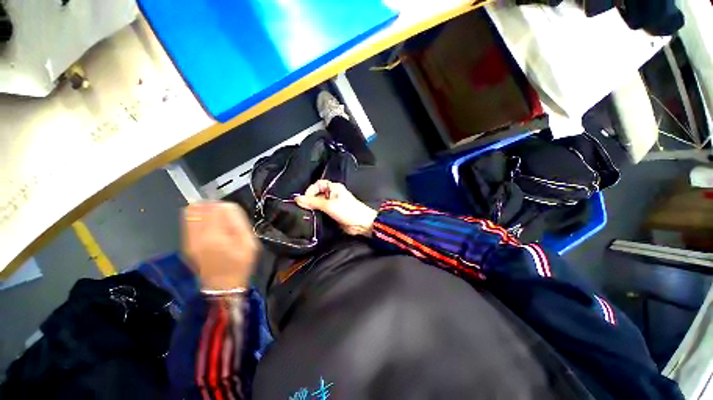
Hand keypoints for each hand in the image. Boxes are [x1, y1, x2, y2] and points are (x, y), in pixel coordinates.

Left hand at [182, 202, 259, 290]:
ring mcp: (189, 240)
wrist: (223, 286)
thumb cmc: (240, 264)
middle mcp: (196, 236)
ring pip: (190, 213)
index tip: (234, 213)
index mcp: (214, 236)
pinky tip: (211, 227)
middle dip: (212, 206)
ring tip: (218, 219)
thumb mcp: (249, 243)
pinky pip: (188, 223)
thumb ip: (239, 223)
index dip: (226, 206)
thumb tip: (228, 206)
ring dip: (204, 211)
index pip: (215, 207)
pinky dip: (199, 219)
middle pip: (197, 207)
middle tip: (225, 214)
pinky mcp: (187, 244)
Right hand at [295, 180, 376, 236]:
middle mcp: (332, 194)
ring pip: (319, 204)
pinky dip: (317, 214)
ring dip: (313, 208)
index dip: (310, 191)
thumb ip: (313, 202)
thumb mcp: (329, 205)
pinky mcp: (333, 213)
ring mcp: (333, 204)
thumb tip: (297, 199)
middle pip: (317, 194)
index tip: (305, 200)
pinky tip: (313, 219)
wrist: (361, 224)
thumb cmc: (349, 211)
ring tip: (308, 214)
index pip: (317, 185)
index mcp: (333, 187)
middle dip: (310, 201)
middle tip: (304, 208)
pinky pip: (322, 212)